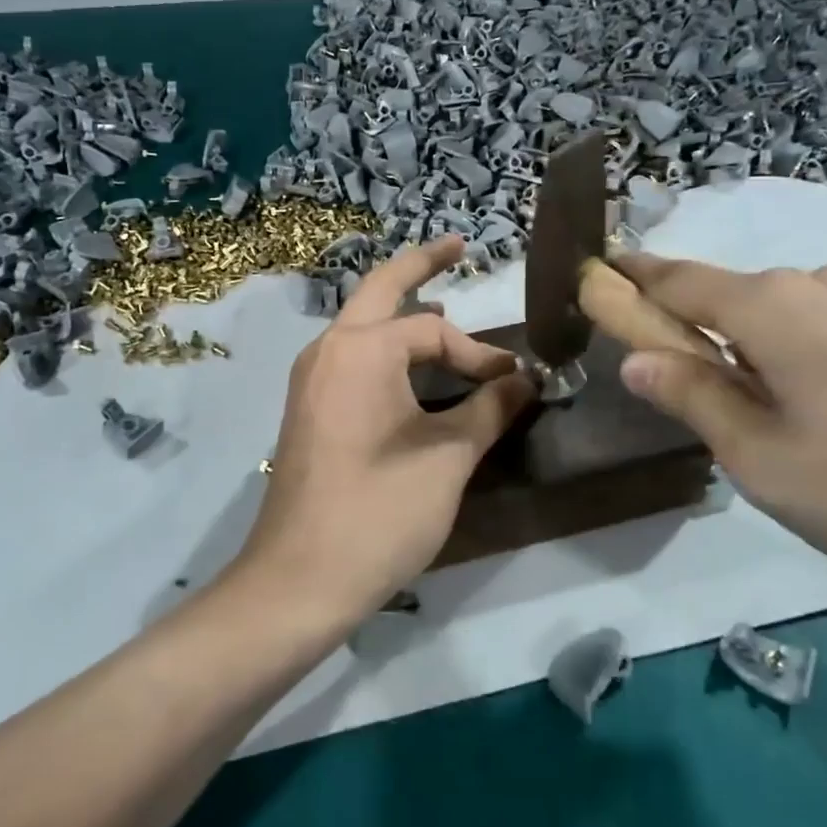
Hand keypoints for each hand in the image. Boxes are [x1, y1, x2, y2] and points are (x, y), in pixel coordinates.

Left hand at [235, 236, 536, 625]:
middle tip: (456, 246)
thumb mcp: (449, 457)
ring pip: (363, 326)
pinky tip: (410, 368)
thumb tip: (528, 378)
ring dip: (402, 314)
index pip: (433, 331)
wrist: (299, 579)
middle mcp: (329, 350)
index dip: (479, 354)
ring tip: (443, 310)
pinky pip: (352, 358)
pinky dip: (386, 348)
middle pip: (380, 290)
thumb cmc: (380, 512)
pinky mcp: (308, 408)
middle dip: (421, 267)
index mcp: (361, 349)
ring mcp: (312, 379)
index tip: (514, 383)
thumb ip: (491, 408)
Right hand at [613, 255, 826, 589]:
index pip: (673, 278)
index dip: (628, 279)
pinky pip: (822, 330)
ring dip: (744, 348)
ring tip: (756, 419)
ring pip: (776, 316)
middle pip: (725, 295)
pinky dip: (792, 356)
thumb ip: (693, 396)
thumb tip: (634, 358)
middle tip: (677, 391)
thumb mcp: (761, 457)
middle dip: (688, 328)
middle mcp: (817, 284)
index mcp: (767, 304)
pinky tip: (821, 414)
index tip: (592, 279)